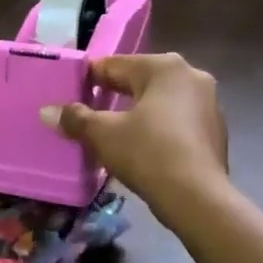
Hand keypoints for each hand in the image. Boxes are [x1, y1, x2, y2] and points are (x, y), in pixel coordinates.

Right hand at [40, 53, 228, 206]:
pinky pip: (177, 120)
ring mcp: (209, 103)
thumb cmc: (148, 153)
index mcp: (164, 67)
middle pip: (140, 80)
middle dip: (114, 95)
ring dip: (137, 112)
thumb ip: (76, 118)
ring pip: (160, 101)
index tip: (70, 93)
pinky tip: (142, 147)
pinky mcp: (215, 130)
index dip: (89, 79)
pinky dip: (158, 128)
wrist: (197, 197)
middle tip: (88, 113)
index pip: (115, 65)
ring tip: (112, 132)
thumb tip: (47, 111)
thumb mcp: (103, 134)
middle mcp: (191, 75)